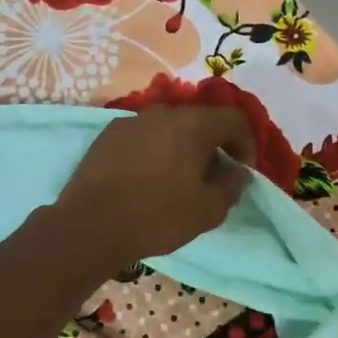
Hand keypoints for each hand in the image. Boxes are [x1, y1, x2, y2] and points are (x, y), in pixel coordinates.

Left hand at [54, 107, 256, 264]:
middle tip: (212, 179)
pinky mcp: (107, 135)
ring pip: (170, 128)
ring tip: (178, 181)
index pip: (234, 120)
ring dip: (182, 149)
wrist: (90, 225)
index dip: (247, 145)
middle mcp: (162, 113)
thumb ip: (232, 185)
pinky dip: (155, 152)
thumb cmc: (157, 217)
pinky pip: (144, 137)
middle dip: (214, 147)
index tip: (242, 173)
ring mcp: (131, 121)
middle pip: (201, 121)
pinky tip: (147, 180)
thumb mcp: (208, 210)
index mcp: (193, 125)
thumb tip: (237, 172)